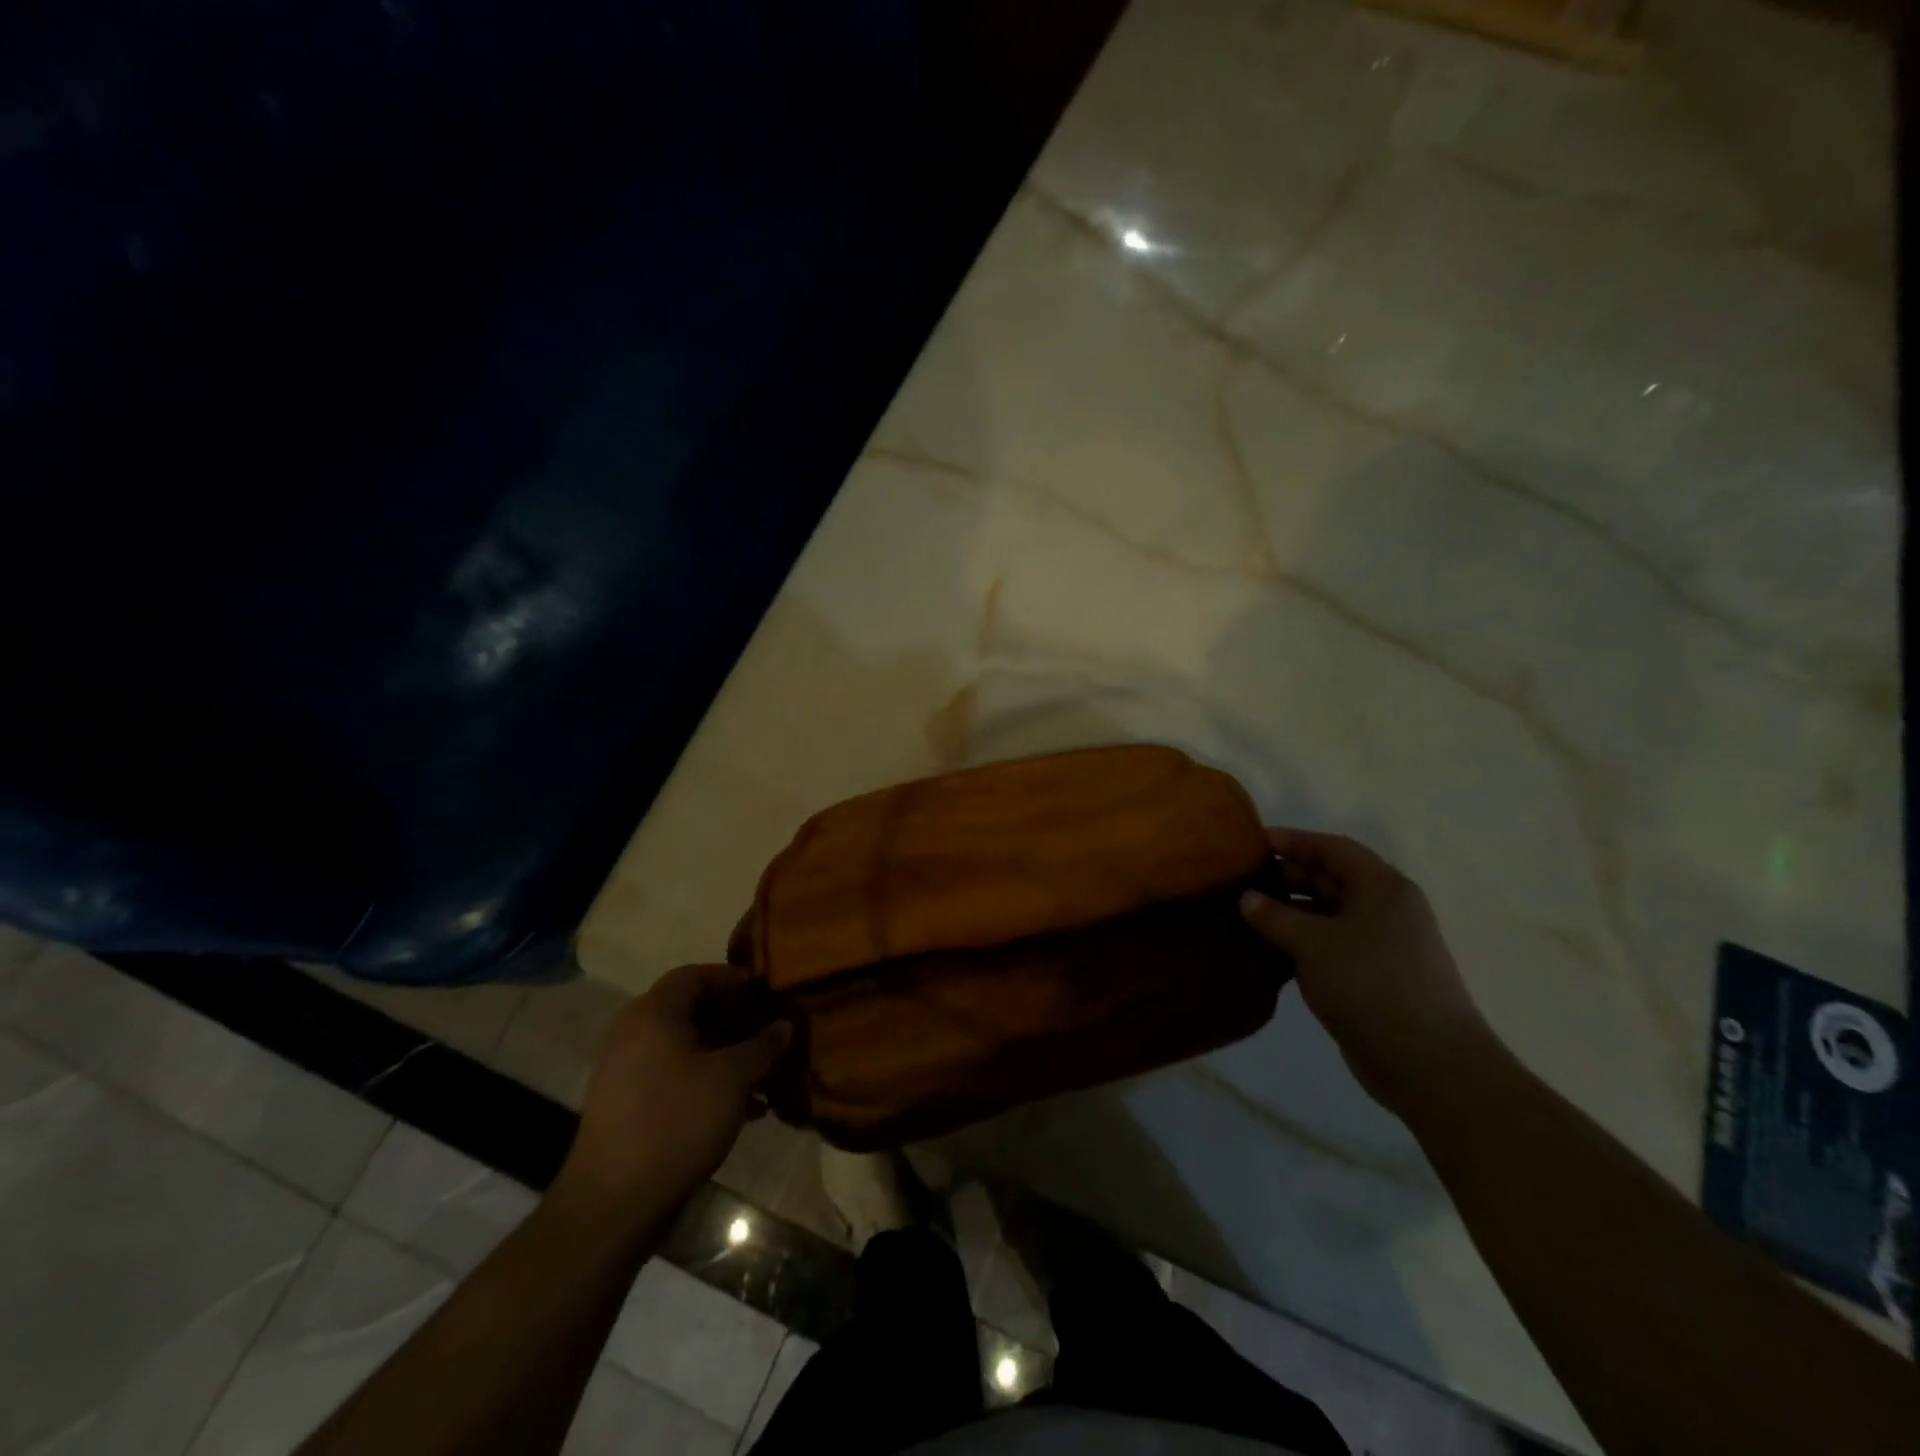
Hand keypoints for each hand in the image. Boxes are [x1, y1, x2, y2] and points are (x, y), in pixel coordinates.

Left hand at [561, 964, 791, 1209]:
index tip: (765, 991)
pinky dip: (704, 1078)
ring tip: (761, 1073)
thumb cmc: (677, 1122)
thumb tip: (785, 1025)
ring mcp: (624, 1069)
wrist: (613, 1203)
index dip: (733, 978)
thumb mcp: (732, 1079)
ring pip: (683, 1044)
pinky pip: (671, 1073)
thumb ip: (763, 1046)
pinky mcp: (624, 1103)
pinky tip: (740, 1107)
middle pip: (689, 1008)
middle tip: (767, 1029)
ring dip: (723, 1053)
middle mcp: (632, 1031)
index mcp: (653, 1012)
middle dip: (733, 1018)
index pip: (695, 975)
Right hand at [1239, 828, 1490, 1117]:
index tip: (1253, 841)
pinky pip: (1330, 944)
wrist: (1428, 1063)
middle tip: (1243, 880)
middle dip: (1288, 875)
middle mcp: (1385, 909)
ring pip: (1328, 914)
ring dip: (1290, 911)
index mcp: (1382, 887)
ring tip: (1245, 913)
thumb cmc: (1371, 984)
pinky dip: (1300, 941)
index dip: (1294, 840)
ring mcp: (1381, 945)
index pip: (1333, 848)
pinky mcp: (1372, 976)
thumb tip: (1246, 898)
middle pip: (1331, 878)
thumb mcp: (1313, 943)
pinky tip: (1268, 949)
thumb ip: (1275, 916)